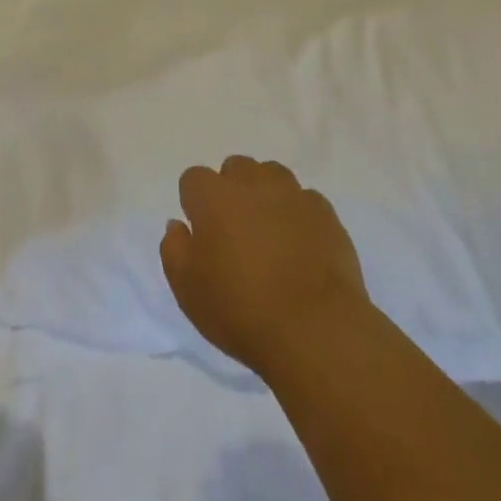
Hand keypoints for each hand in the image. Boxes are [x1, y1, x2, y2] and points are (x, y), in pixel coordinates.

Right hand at [161, 156, 369, 378]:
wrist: (317, 332)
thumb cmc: (242, 311)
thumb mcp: (188, 290)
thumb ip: (174, 249)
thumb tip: (178, 225)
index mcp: (213, 196)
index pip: (193, 178)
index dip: (195, 203)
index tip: (203, 234)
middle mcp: (251, 183)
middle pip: (235, 168)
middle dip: (231, 190)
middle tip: (236, 232)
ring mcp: (292, 194)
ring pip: (272, 175)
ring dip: (266, 194)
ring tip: (270, 233)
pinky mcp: (325, 213)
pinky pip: (305, 200)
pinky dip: (298, 215)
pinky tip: (301, 246)